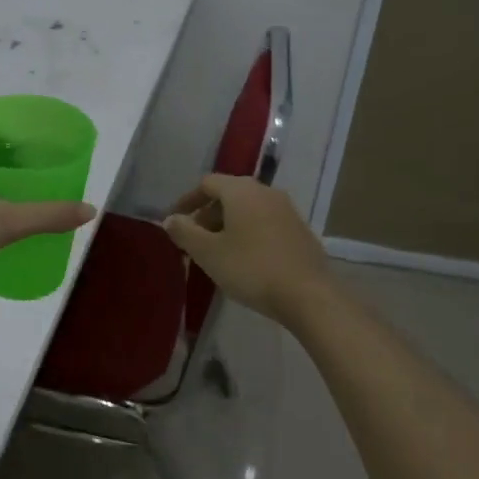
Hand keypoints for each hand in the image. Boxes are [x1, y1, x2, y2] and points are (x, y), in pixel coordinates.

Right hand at [162, 175, 335, 326]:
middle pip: (228, 195)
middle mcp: (266, 192)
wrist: (308, 295)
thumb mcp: (208, 253)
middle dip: (206, 216)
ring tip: (215, 253)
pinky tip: (243, 260)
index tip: (173, 222)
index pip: (207, 183)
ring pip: (247, 210)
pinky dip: (247, 233)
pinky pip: (264, 223)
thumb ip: (185, 232)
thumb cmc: (251, 268)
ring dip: (227, 226)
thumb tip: (170, 219)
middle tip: (192, 241)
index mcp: (241, 191)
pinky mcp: (299, 231)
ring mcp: (287, 210)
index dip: (186, 201)